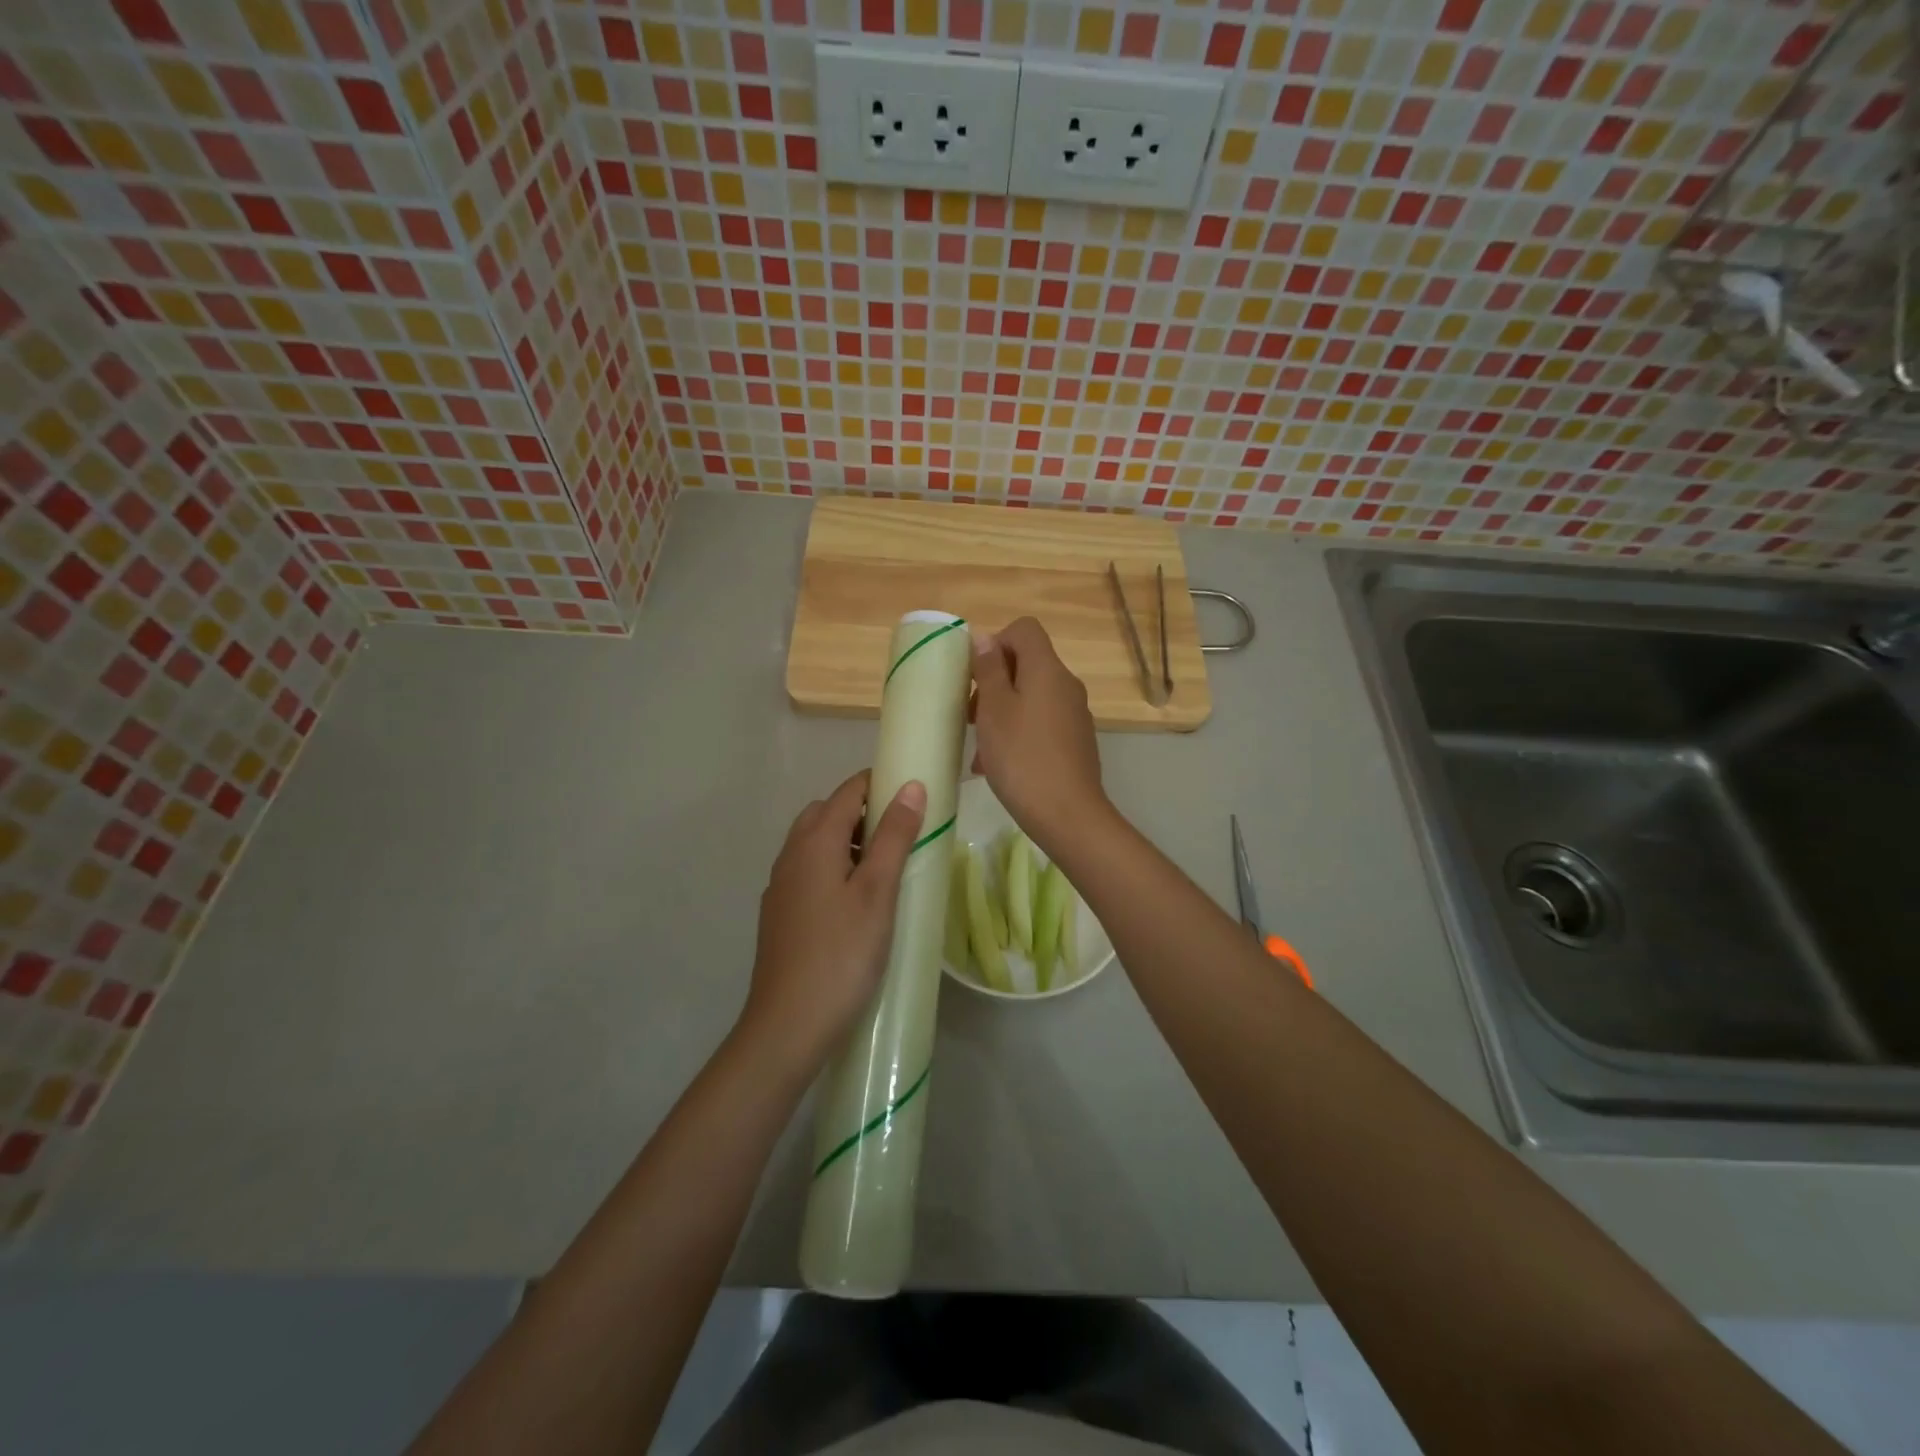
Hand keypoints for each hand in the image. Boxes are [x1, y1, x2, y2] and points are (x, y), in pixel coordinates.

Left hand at [740, 770, 926, 1075]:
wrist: (788, 1025)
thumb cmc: (842, 954)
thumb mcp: (877, 892)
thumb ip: (894, 836)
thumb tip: (911, 786)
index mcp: (814, 842)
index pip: (848, 792)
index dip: (879, 784)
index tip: (913, 793)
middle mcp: (791, 855)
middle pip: (827, 813)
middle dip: (863, 811)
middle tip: (902, 834)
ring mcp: (781, 886)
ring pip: (815, 844)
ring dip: (848, 841)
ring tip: (885, 868)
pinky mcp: (780, 914)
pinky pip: (809, 871)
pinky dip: (834, 868)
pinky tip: (856, 901)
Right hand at [971, 618, 1109, 855]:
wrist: (1067, 814)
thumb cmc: (1022, 757)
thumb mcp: (994, 710)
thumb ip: (989, 670)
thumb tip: (985, 638)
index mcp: (1047, 670)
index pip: (1024, 629)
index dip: (996, 642)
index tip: (976, 675)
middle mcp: (1066, 685)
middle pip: (1026, 664)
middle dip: (994, 684)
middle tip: (970, 716)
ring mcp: (1074, 715)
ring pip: (1031, 698)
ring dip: (1001, 714)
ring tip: (979, 749)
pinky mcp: (1075, 741)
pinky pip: (1041, 723)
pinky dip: (1018, 733)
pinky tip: (998, 765)